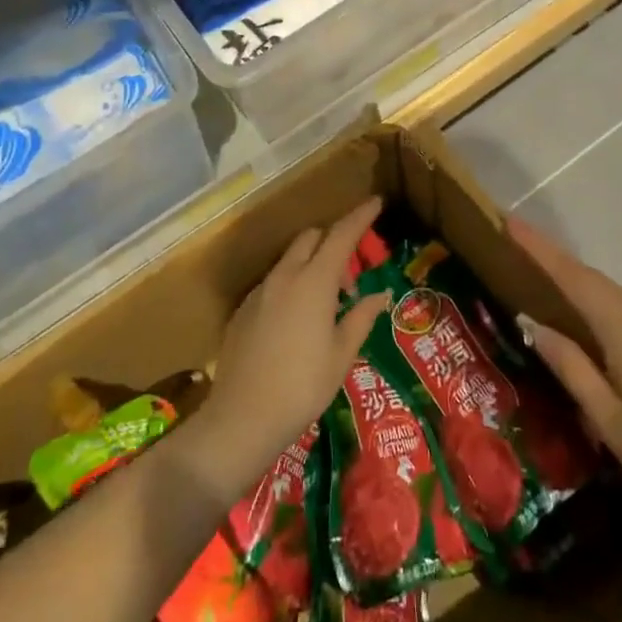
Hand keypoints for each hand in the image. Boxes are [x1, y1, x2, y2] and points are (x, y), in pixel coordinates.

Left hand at [193, 198, 390, 496]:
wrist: (241, 418)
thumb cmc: (302, 387)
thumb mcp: (342, 354)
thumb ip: (361, 317)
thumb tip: (380, 295)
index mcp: (314, 281)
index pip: (342, 235)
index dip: (360, 216)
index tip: (376, 202)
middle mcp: (285, 276)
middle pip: (312, 238)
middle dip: (334, 241)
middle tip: (352, 273)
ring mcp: (260, 290)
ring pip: (290, 258)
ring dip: (311, 262)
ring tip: (326, 299)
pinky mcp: (243, 308)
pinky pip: (274, 281)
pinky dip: (291, 283)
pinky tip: (297, 319)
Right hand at [509, 216, 621, 538]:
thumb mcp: (611, 421)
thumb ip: (571, 368)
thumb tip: (533, 324)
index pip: (572, 277)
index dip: (539, 248)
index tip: (510, 220)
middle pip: (590, 279)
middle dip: (552, 260)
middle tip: (515, 247)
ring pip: (609, 295)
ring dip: (575, 282)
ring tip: (540, 279)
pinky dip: (596, 304)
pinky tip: (586, 322)